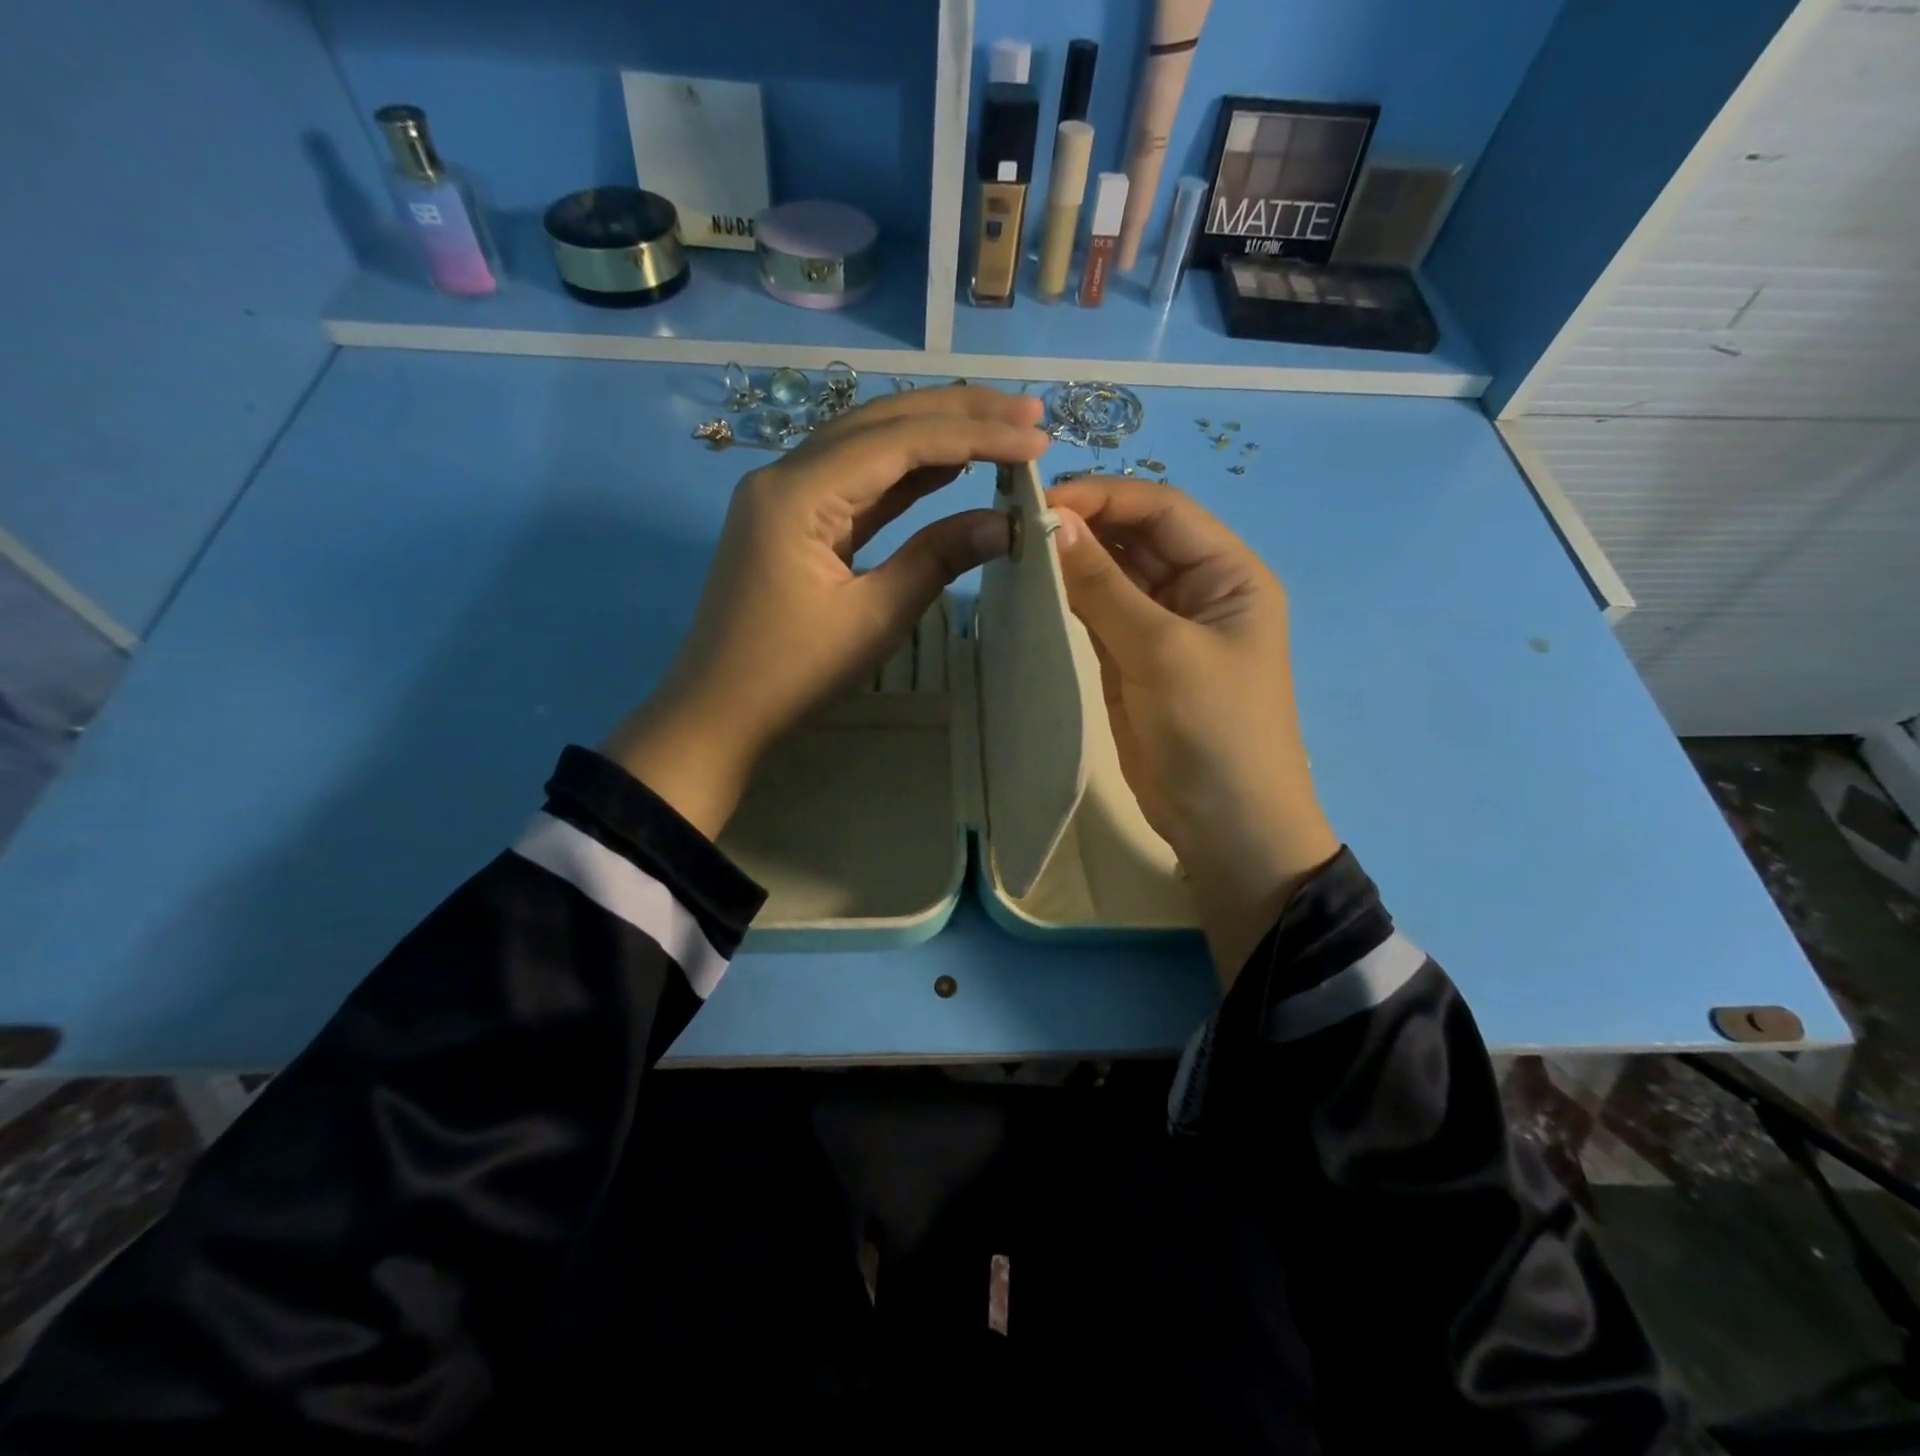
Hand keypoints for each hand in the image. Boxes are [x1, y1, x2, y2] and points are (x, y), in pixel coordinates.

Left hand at [606, 386, 1050, 836]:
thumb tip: (1005, 523)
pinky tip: (947, 465)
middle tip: (1028, 411)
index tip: (1035, 439)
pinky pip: (856, 482)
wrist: (718, 711)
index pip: (898, 442)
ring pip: (869, 444)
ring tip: (1000, 426)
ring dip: (934, 433)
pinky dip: (906, 472)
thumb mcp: (873, 619)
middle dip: (958, 412)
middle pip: (881, 422)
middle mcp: (787, 475)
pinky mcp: (794, 520)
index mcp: (798, 493)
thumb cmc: (792, 673)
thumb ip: (937, 559)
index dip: (972, 436)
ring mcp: (787, 495)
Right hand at [1048, 477, 1339, 984]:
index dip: (1106, 497)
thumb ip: (1105, 587)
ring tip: (1017, 549)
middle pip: (1136, 538)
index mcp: (1228, 573)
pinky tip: (1034, 588)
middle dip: (1085, 526)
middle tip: (1018, 524)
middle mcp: (1198, 589)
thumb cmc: (1213, 731)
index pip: (1163, 510)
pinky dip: (1069, 600)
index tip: (1043, 502)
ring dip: (1073, 561)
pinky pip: (1099, 615)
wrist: (1225, 826)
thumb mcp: (1162, 651)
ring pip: (1113, 575)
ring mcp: (1163, 627)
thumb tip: (1054, 523)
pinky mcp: (1133, 661)